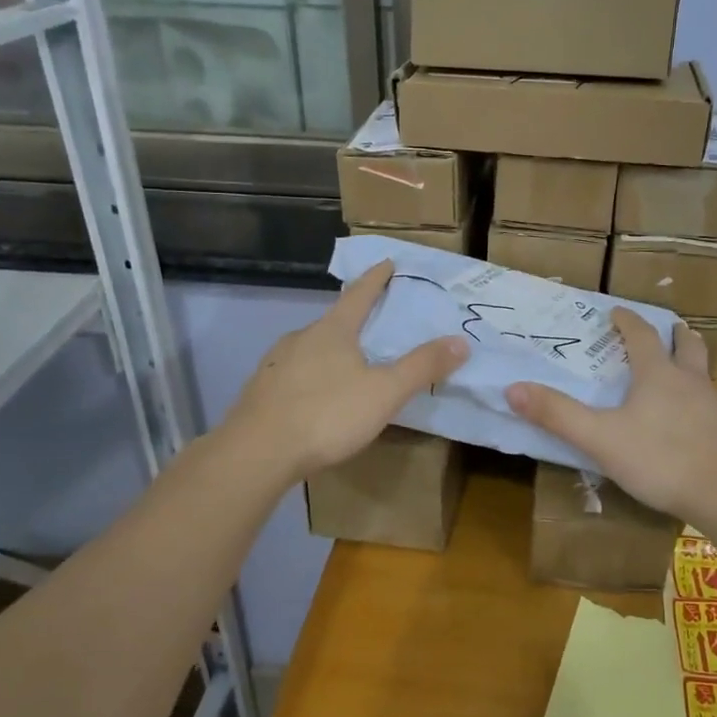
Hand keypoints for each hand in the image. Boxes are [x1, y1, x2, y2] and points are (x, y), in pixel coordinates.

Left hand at [223, 261, 467, 484]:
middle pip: (333, 321)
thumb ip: (422, 367)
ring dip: (330, 351)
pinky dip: (310, 377)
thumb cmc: (326, 414)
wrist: (256, 453)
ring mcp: (276, 364)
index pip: (359, 294)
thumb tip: (460, 341)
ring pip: (310, 349)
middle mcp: (301, 338)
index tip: (387, 262)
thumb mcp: (384, 392)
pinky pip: (293, 375)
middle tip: (374, 324)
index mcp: (333, 331)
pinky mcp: (261, 391)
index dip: (376, 278)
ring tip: (347, 365)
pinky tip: (316, 397)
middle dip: (354, 320)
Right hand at [505, 309, 716, 522]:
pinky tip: (688, 415)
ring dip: (689, 360)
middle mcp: (689, 380)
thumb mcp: (600, 438)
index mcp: (658, 374)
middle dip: (673, 333)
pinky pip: (709, 400)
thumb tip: (512, 388)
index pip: (642, 335)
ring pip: (702, 371)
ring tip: (678, 365)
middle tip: (665, 328)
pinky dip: (696, 394)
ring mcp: (712, 405)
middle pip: (686, 344)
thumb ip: (558, 415)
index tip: (616, 312)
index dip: (627, 321)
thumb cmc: (660, 458)